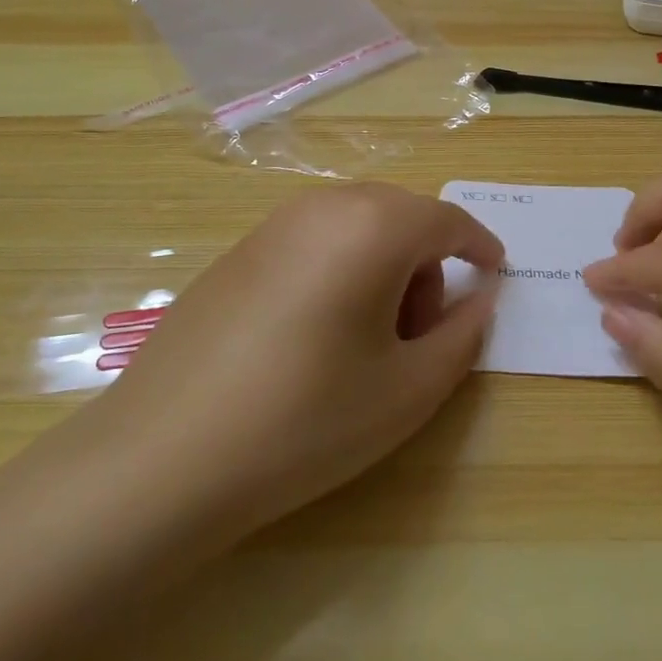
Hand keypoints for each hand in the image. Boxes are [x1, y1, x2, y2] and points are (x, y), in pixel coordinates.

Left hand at [84, 183, 504, 546]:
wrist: (165, 454)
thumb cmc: (306, 420)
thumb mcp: (407, 390)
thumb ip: (462, 335)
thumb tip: (482, 297)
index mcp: (373, 226)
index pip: (447, 219)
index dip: (479, 246)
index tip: (496, 276)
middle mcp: (324, 206)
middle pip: (401, 216)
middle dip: (427, 262)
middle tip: (422, 333)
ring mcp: (274, 223)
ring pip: (356, 224)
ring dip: (383, 265)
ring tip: (368, 340)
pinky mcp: (239, 249)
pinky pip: (314, 239)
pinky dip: (339, 267)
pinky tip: (316, 334)